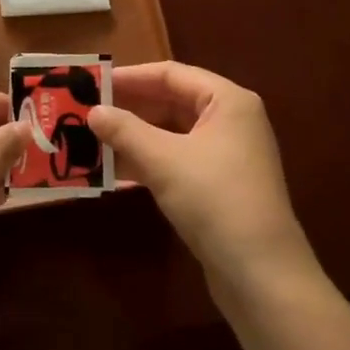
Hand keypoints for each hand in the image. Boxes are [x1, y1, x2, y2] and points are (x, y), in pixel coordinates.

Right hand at [89, 62, 317, 310]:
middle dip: (130, 108)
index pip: (171, 74)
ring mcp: (227, 155)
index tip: (93, 82)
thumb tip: (93, 111)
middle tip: (88, 111)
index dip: (131, 76)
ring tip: (92, 140)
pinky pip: (178, 161)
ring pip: (173, 134)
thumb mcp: (164, 161)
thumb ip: (125, 131)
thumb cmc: (215, 200)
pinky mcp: (220, 186)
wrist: (262, 276)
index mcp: (228, 100)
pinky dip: (149, 162)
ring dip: (135, 138)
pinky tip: (115, 172)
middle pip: (172, 102)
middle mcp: (231, 120)